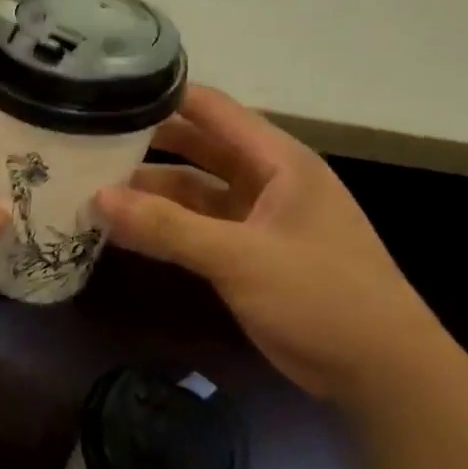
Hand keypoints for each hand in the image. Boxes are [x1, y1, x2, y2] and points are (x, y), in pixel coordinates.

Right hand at [96, 85, 452, 402]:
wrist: (381, 373)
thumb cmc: (321, 297)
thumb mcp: (240, 257)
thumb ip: (167, 227)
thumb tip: (98, 198)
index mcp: (278, 161)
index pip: (212, 110)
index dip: (163, 97)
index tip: (106, 95)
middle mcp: (266, 180)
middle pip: (197, 148)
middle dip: (146, 145)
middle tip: (86, 142)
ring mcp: (256, 219)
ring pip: (192, 193)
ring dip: (149, 193)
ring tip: (90, 188)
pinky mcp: (247, 255)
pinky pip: (195, 229)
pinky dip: (162, 228)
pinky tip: (121, 231)